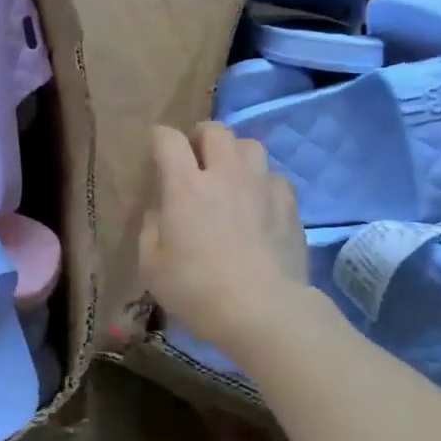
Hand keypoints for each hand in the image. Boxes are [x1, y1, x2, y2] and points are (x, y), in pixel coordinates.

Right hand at [140, 123, 308, 349]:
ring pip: (250, 145)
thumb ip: (151, 228)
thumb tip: (160, 210)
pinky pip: (274, 176)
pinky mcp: (289, 202)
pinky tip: (260, 202)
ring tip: (231, 173)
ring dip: (236, 153)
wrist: (264, 310)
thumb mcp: (152, 266)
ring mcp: (262, 185)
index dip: (160, 139)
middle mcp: (226, 174)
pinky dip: (263, 182)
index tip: (157, 150)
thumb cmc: (198, 291)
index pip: (169, 140)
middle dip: (201, 136)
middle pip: (215, 130)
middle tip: (196, 156)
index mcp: (186, 186)